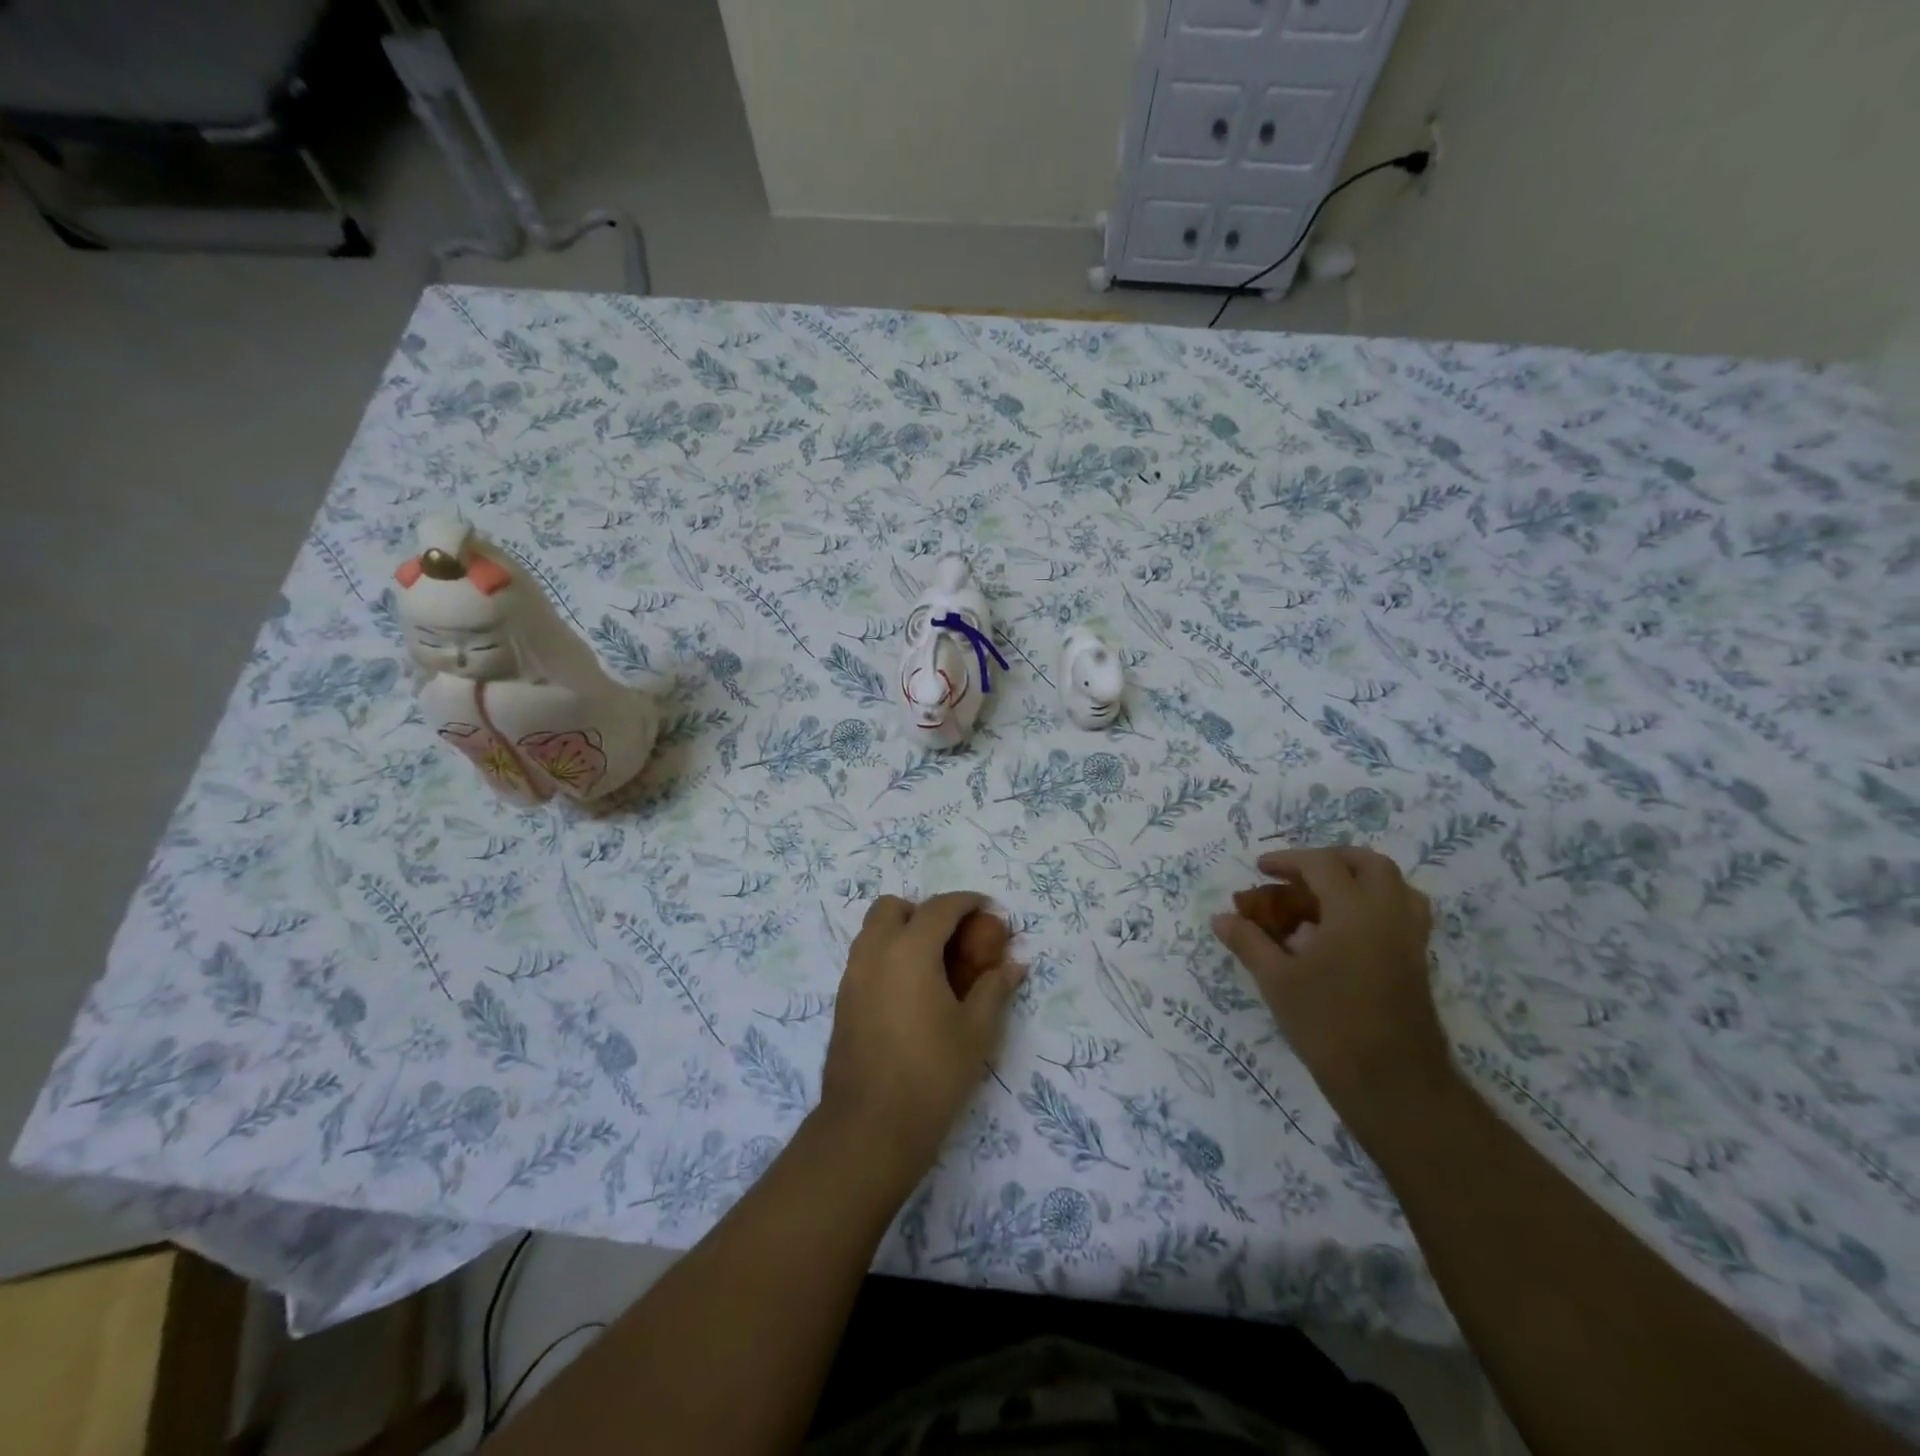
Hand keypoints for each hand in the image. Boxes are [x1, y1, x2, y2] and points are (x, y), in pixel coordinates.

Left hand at [818, 892, 1024, 1184]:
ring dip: (901, 931)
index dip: (966, 902)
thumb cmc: (932, 1074)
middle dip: (923, 911)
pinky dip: (887, 955)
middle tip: (951, 938)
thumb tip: (1015, 965)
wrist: (870, 1127)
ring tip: (932, 964)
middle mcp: (875, 952)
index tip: (987, 908)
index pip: (939, 908)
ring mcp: (852, 976)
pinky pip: (865, 957)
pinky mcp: (842, 1000)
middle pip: (892, 907)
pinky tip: (910, 991)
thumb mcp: (976, 1031)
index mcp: (909, 950)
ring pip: (873, 930)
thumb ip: (994, 989)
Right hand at [1213, 847, 1449, 1134]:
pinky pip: (1402, 913)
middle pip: (1369, 864)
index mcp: (1354, 911)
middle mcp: (1389, 915)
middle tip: (1299, 875)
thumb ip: (1248, 942)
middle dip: (1330, 860)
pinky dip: (1374, 906)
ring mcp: (1410, 939)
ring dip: (1360, 879)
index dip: (1288, 860)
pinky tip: (1345, 932)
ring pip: (1395, 887)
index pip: (1322, 864)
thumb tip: (1221, 918)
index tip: (1260, 869)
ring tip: (1327, 897)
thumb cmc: (1328, 1025)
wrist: (1392, 1083)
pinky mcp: (1417, 963)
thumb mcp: (1277, 981)